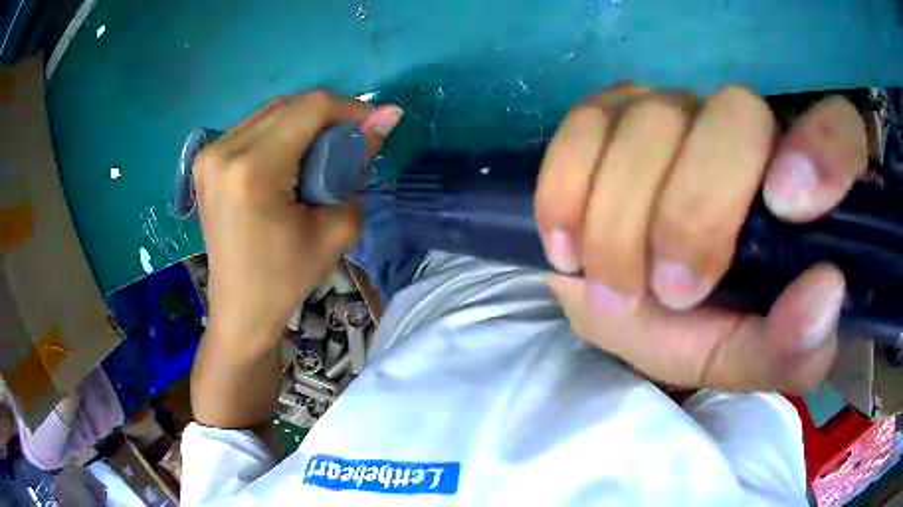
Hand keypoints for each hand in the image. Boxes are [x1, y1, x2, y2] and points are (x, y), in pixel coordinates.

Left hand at [194, 92, 402, 351]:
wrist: (240, 308)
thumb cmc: (287, 278)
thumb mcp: (335, 228)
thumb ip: (360, 165)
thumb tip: (388, 115)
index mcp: (253, 170)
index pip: (311, 108)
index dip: (350, 109)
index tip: (372, 128)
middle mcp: (225, 150)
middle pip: (291, 105)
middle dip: (328, 117)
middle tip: (348, 146)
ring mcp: (210, 154)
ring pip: (272, 112)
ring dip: (304, 123)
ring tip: (320, 155)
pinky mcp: (206, 160)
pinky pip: (253, 127)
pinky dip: (280, 132)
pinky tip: (290, 159)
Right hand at [535, 85, 865, 391]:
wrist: (614, 301)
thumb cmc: (691, 330)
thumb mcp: (742, 358)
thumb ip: (789, 348)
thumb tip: (825, 292)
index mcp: (798, 189)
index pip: (838, 128)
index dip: (822, 149)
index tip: (784, 205)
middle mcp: (743, 129)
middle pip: (734, 115)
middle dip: (696, 211)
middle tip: (672, 290)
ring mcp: (672, 109)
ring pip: (651, 122)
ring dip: (622, 222)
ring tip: (613, 288)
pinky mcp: (606, 112)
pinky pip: (582, 125)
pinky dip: (568, 192)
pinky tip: (568, 247)